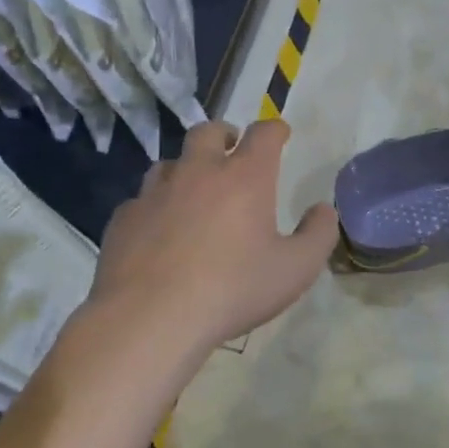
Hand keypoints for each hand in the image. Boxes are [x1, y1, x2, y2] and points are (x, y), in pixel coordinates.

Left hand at [86, 119, 337, 360]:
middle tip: (232, 149)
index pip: (263, 133)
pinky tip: (159, 228)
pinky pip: (142, 199)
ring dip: (186, 167)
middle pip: (208, 131)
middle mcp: (199, 172)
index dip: (275, 129)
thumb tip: (324, 210)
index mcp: (245, 177)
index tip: (281, 134)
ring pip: (170, 162)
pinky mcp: (124, 218)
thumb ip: (318, 235)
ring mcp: (156, 193)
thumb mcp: (296, 269)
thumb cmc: (233, 290)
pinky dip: (156, 204)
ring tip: (194, 189)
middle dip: (225, 134)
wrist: (150, 319)